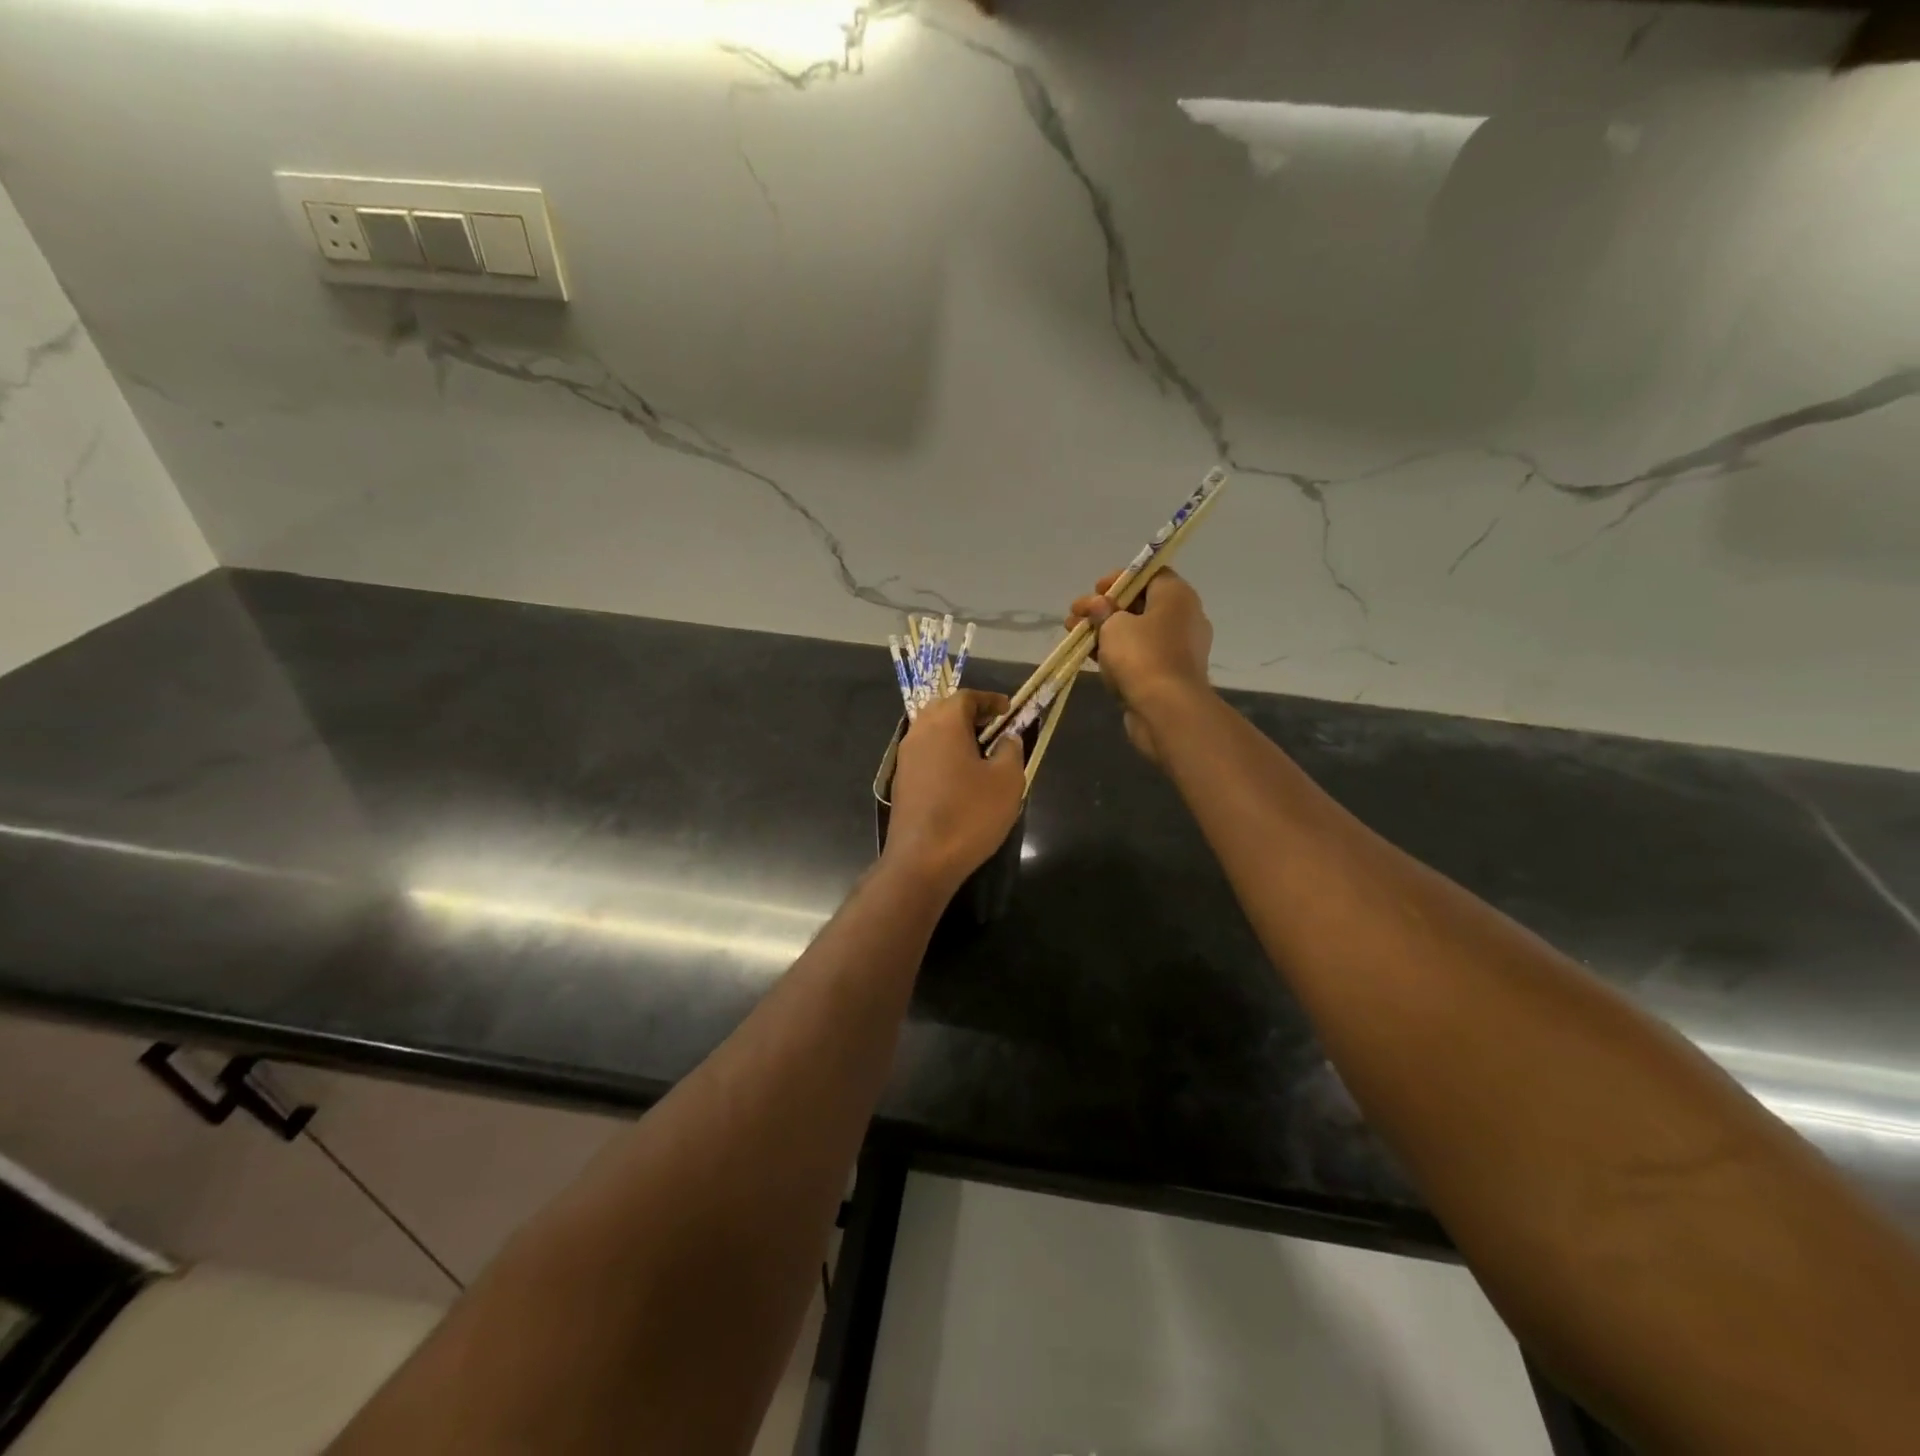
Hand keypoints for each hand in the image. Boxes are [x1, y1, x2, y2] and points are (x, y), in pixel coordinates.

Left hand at [883, 690, 1025, 891]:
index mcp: (944, 723)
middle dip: (969, 713)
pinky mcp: (901, 782)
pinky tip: (960, 775)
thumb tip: (1006, 738)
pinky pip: (924, 754)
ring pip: (931, 732)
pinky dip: (943, 753)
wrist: (922, 859)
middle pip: (943, 709)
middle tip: (993, 727)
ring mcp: (905, 758)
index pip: (966, 696)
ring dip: (955, 734)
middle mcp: (919, 732)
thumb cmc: (969, 814)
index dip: (989, 700)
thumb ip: (1010, 750)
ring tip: (980, 751)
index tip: (1009, 710)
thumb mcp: (1006, 780)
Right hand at [1067, 569, 1213, 765]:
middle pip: (1139, 604)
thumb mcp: (1113, 625)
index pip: (1149, 574)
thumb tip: (1100, 606)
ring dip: (1105, 632)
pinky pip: (1139, 655)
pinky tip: (1090, 656)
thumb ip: (1103, 611)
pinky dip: (1116, 653)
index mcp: (1177, 596)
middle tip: (1076, 615)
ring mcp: (1178, 649)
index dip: (1119, 579)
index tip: (1095, 591)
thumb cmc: (1142, 656)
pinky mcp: (1168, 674)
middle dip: (1104, 608)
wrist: (1167, 710)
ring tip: (1074, 635)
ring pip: (1136, 632)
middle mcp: (1183, 618)